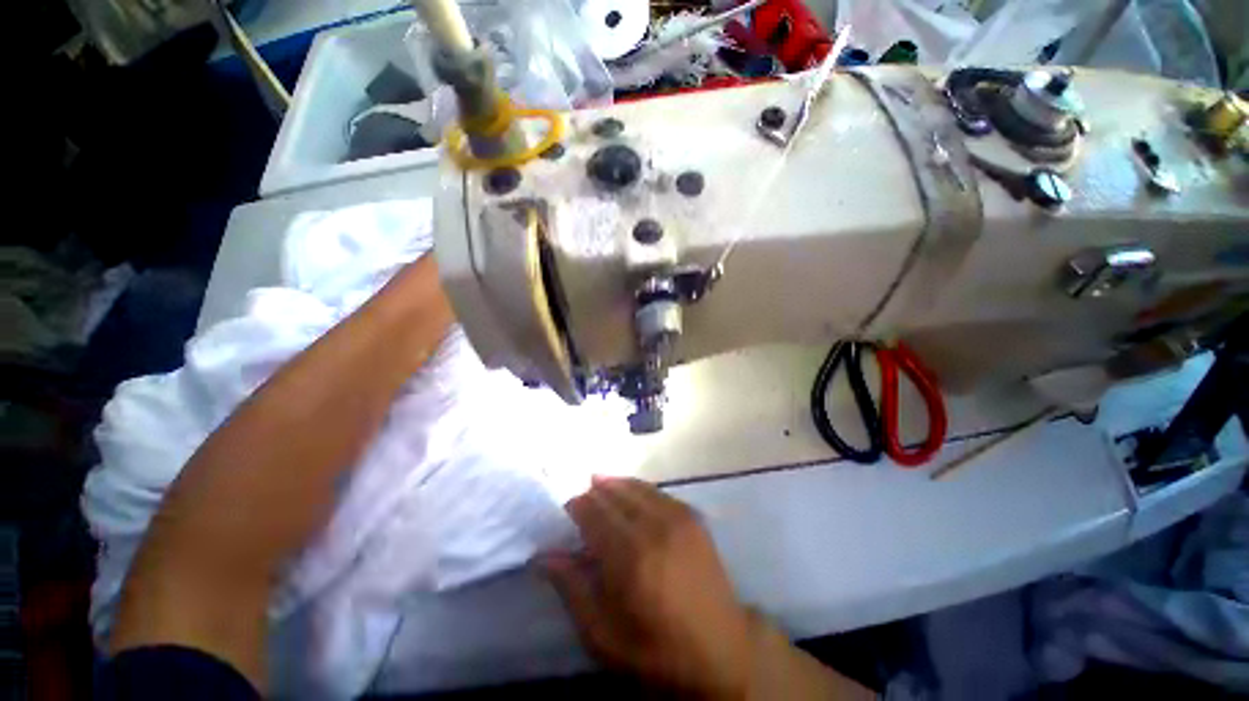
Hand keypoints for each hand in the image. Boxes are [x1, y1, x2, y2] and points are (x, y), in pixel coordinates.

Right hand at [540, 476, 754, 698]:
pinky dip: (639, 488)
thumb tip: (544, 555)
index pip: (593, 513)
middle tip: (580, 495)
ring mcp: (678, 518)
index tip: (565, 508)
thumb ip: (573, 589)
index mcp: (629, 557)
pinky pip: (659, 492)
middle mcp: (654, 527)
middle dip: (594, 491)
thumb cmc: (657, 652)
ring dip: (615, 484)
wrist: (723, 651)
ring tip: (599, 482)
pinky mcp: (693, 518)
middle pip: (615, 494)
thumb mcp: (604, 636)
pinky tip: (631, 492)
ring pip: (637, 487)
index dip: (576, 505)